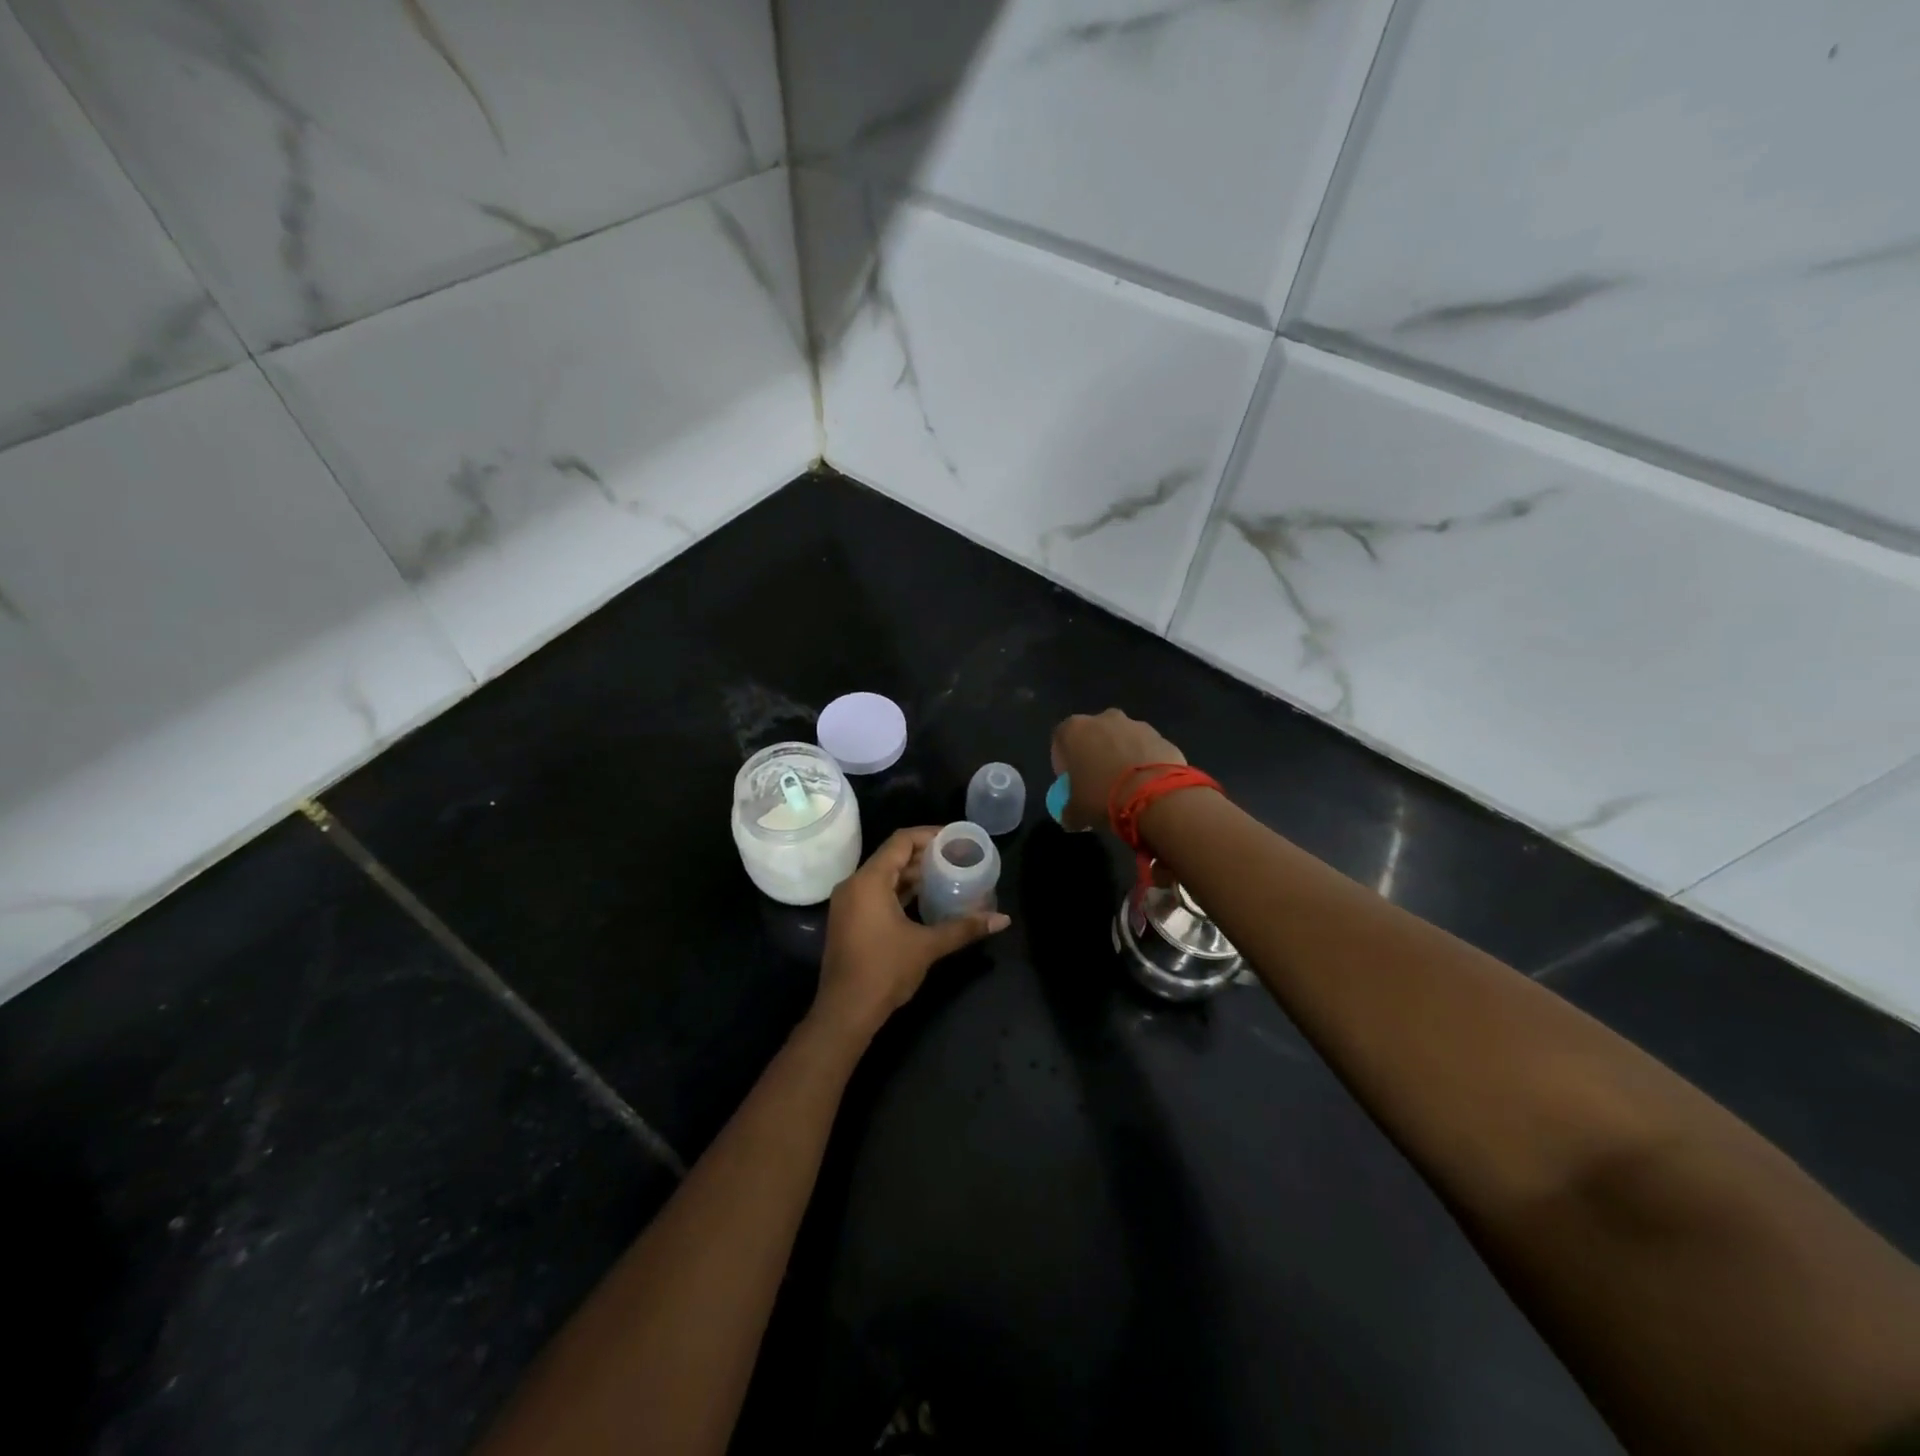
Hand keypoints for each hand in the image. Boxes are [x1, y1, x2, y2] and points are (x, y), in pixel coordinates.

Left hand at [812, 827, 1010, 1041]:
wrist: (845, 1012)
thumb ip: (964, 927)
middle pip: (892, 856)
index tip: (956, 839)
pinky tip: (925, 898)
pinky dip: (900, 890)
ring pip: (884, 876)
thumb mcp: (927, 946)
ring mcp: (848, 903)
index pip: (901, 841)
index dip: (929, 834)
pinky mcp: (849, 920)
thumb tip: (1003, 920)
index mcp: (869, 881)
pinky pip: (876, 892)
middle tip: (957, 857)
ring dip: (912, 874)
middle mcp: (854, 885)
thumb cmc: (884, 971)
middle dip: (924, 855)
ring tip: (946, 874)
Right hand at [1050, 709, 1187, 832]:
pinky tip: (1147, 785)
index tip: (1071, 781)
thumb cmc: (1103, 797)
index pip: (1060, 740)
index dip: (1063, 762)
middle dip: (1094, 755)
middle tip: (1098, 782)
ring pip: (1122, 740)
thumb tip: (1070, 817)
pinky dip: (1144, 762)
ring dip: (1121, 757)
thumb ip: (1068, 811)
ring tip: (1126, 786)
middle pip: (1093, 736)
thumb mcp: (1076, 812)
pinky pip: (1146, 749)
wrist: (1156, 796)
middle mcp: (1104, 719)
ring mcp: (1136, 725)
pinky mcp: (1162, 736)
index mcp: (1075, 730)